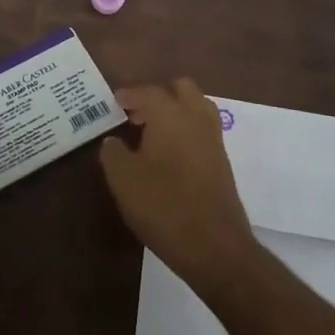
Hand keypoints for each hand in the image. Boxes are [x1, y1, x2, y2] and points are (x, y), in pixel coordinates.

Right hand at [101, 78, 257, 290]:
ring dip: (176, 111)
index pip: (148, 92)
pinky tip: (169, 154)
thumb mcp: (123, 179)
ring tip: (153, 132)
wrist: (214, 245)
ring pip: (197, 107)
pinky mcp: (223, 161)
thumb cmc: (163, 205)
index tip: (115, 101)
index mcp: (170, 115)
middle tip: (137, 113)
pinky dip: (187, 130)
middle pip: (181, 89)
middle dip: (159, 95)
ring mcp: (214, 139)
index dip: (129, 94)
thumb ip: (113, 153)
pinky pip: (203, 130)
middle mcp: (196, 118)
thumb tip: (112, 141)